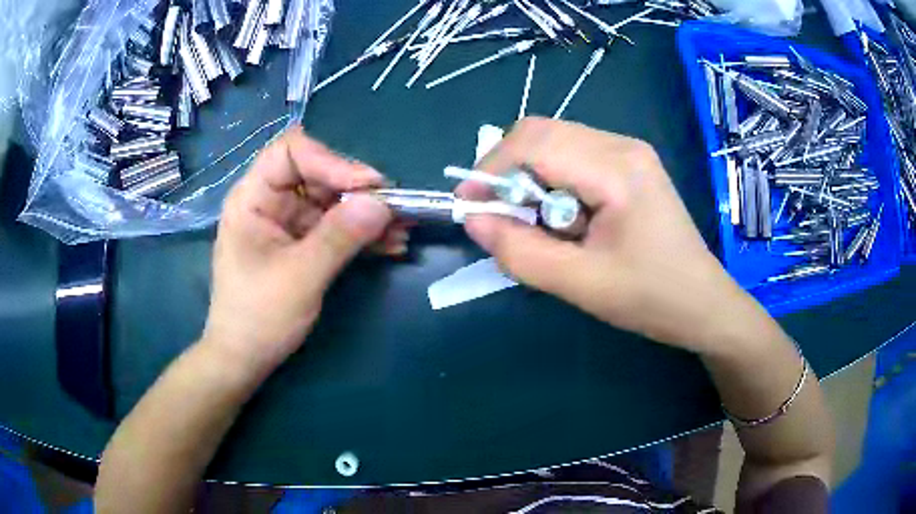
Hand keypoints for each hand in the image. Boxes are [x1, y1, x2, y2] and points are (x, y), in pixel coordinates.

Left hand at [202, 127, 403, 375]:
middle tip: (395, 209)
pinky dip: (362, 234)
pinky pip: (336, 227)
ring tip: (403, 229)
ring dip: (367, 213)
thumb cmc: (259, 317)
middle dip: (358, 190)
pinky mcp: (302, 243)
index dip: (330, 161)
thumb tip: (382, 203)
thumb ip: (339, 237)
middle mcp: (270, 202)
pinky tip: (390, 246)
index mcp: (253, 199)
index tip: (368, 186)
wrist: (245, 358)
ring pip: (333, 201)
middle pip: (318, 174)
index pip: (291, 153)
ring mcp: (288, 223)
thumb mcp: (300, 277)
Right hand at [457, 118, 759, 353]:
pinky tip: (566, 218)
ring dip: (531, 179)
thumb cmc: (651, 298)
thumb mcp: (580, 284)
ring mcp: (628, 151)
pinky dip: (552, 182)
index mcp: (617, 169)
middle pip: (541, 133)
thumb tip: (474, 219)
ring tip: (541, 225)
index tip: (469, 206)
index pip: (534, 142)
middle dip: (508, 172)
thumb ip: (520, 252)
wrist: (703, 303)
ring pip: (554, 142)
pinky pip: (573, 156)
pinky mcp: (629, 163)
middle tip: (503, 218)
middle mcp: (622, 145)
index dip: (490, 169)